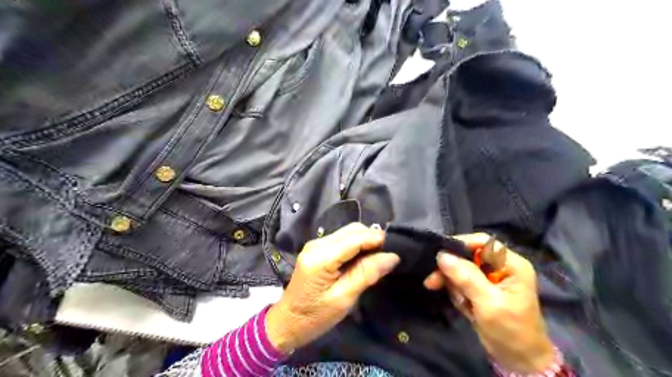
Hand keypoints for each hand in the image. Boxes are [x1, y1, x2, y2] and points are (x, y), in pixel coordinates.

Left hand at [265, 222, 398, 354]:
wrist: (288, 322)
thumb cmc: (315, 316)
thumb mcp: (344, 299)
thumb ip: (366, 274)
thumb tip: (392, 256)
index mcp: (321, 257)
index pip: (355, 238)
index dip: (377, 239)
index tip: (397, 249)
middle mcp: (317, 243)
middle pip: (353, 230)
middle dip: (373, 239)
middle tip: (387, 257)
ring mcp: (316, 244)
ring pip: (348, 232)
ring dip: (365, 241)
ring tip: (378, 259)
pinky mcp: (317, 248)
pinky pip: (342, 239)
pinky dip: (356, 245)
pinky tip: (363, 259)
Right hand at [421, 233, 552, 373]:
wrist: (518, 361)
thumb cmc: (511, 330)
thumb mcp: (488, 303)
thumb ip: (466, 277)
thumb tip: (441, 255)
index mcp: (510, 264)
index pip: (482, 243)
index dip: (460, 244)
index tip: (439, 254)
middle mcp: (499, 267)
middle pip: (467, 256)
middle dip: (451, 270)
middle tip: (432, 281)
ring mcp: (489, 278)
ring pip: (460, 269)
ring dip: (454, 285)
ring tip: (461, 303)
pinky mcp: (480, 289)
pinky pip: (460, 283)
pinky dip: (457, 294)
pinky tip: (464, 307)